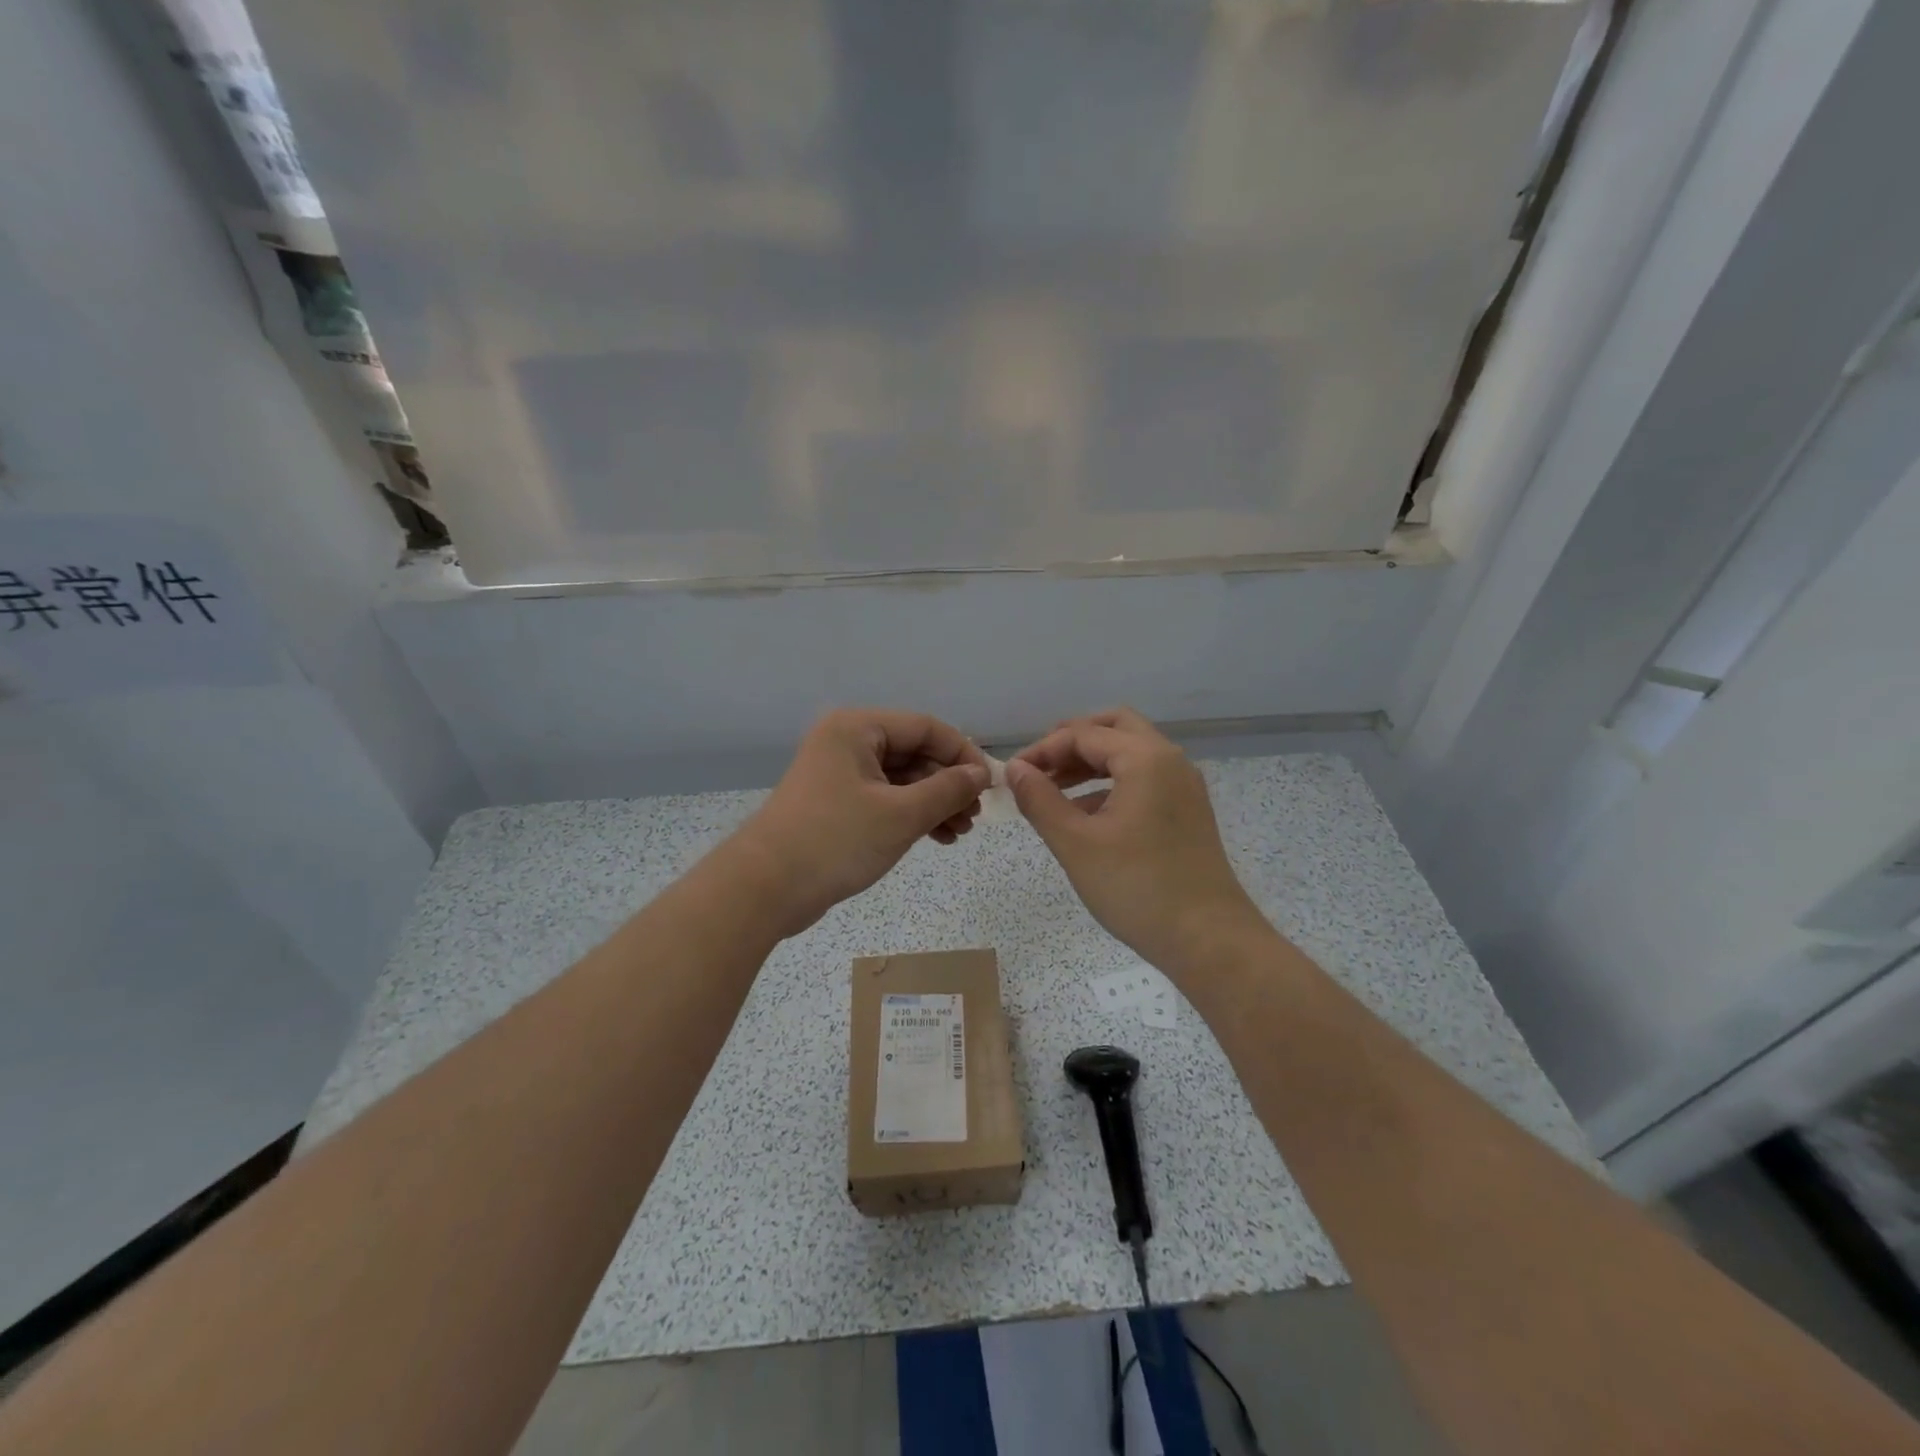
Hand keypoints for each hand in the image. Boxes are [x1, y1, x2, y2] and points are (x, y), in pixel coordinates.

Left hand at [730, 709, 989, 936]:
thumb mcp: (901, 815)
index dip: (963, 754)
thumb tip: (981, 773)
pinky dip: (911, 815)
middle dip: (948, 784)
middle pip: (914, 752)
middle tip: (973, 817)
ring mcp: (839, 773)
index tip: (989, 786)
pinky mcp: (835, 804)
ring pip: (901, 779)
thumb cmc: (835, 841)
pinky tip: (936, 838)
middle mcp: (847, 742)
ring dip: (933, 803)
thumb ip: (948, 790)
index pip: (926, 728)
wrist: (764, 889)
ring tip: (959, 833)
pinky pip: (884, 799)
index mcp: (857, 728)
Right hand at [1006, 708, 1270, 978]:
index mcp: (1145, 758)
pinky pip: (1144, 778)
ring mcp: (1183, 786)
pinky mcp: (1187, 811)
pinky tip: (1085, 816)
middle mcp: (1169, 760)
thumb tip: (1014, 769)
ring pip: (1130, 753)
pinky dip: (1111, 783)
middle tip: (1038, 768)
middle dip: (1071, 742)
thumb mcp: (1076, 843)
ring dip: (1090, 762)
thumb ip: (1040, 800)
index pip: (1083, 734)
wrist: (1209, 941)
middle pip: (1114, 727)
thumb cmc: (1137, 888)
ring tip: (1052, 791)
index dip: (1042, 750)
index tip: (1012, 776)